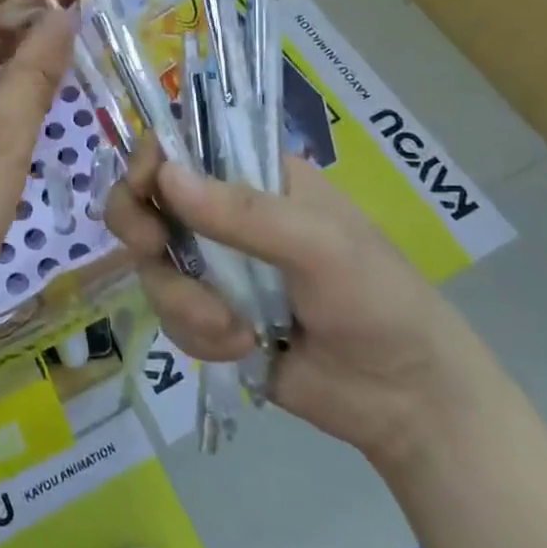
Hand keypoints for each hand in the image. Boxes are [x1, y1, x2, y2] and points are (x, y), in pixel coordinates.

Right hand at [104, 143, 486, 470]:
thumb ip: (243, 213)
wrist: (406, 400)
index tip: (144, 189)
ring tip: (232, 328)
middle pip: (148, 201)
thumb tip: (165, 176)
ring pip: (153, 265)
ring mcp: (214, 267)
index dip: (152, 161)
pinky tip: (241, 347)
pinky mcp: (208, 318)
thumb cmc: (377, 299)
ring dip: (182, 299)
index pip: (183, 147)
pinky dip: (197, 334)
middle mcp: (224, 214)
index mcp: (255, 176)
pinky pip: (169, 315)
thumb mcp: (320, 245)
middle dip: (140, 226)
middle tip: (151, 247)